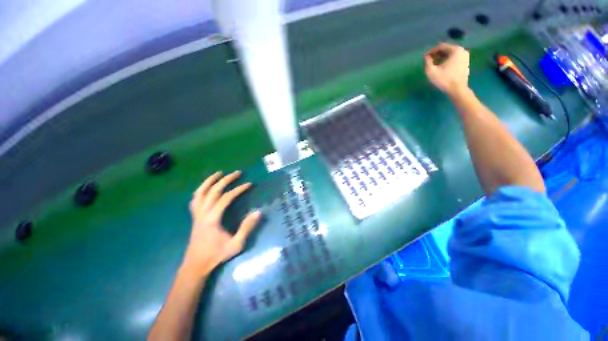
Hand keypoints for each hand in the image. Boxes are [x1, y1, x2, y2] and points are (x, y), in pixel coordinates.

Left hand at [182, 171, 261, 274]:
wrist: (196, 265)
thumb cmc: (216, 255)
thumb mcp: (236, 244)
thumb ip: (247, 228)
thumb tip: (258, 212)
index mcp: (212, 219)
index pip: (226, 198)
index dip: (238, 189)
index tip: (249, 184)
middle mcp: (203, 213)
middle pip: (213, 191)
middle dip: (226, 179)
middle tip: (237, 173)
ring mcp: (196, 214)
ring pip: (200, 192)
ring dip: (209, 181)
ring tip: (219, 173)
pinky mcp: (194, 216)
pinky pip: (195, 198)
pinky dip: (201, 189)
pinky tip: (207, 187)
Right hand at [424, 43, 470, 96]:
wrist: (457, 89)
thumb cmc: (444, 79)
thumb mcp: (431, 71)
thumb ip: (428, 62)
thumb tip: (426, 57)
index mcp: (455, 50)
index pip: (441, 46)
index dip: (431, 51)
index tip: (425, 57)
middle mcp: (462, 51)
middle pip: (447, 49)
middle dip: (437, 54)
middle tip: (429, 60)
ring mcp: (465, 57)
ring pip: (451, 54)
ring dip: (442, 58)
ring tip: (434, 64)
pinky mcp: (466, 63)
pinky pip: (454, 59)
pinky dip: (447, 61)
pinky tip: (442, 67)